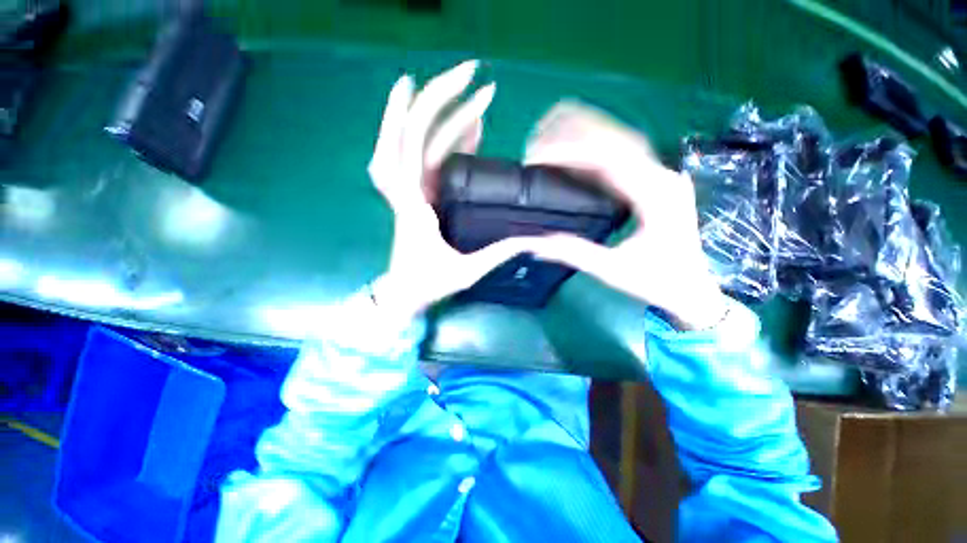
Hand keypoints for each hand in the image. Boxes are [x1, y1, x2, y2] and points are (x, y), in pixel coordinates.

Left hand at [368, 61, 540, 320]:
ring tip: (475, 92)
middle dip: (439, 97)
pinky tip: (471, 129)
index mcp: (415, 205)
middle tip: (472, 73)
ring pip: (417, 141)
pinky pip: (429, 159)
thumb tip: (531, 240)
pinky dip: (448, 139)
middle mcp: (408, 191)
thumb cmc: (429, 283)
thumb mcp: (466, 272)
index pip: (414, 146)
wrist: (404, 292)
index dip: (433, 112)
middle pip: (412, 131)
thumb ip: (498, 254)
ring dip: (442, 113)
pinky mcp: (420, 196)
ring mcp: (413, 191)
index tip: (461, 87)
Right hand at [524, 102, 726, 329]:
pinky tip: (574, 150)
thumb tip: (534, 243)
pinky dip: (595, 148)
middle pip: (615, 139)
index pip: (609, 160)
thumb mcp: (612, 270)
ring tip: (549, 132)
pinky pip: (622, 156)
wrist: (693, 290)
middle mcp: (661, 176)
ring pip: (620, 141)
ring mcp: (660, 176)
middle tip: (536, 137)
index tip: (537, 156)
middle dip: (573, 132)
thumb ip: (573, 253)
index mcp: (655, 195)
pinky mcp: (653, 183)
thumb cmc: (658, 282)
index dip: (569, 152)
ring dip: (584, 133)